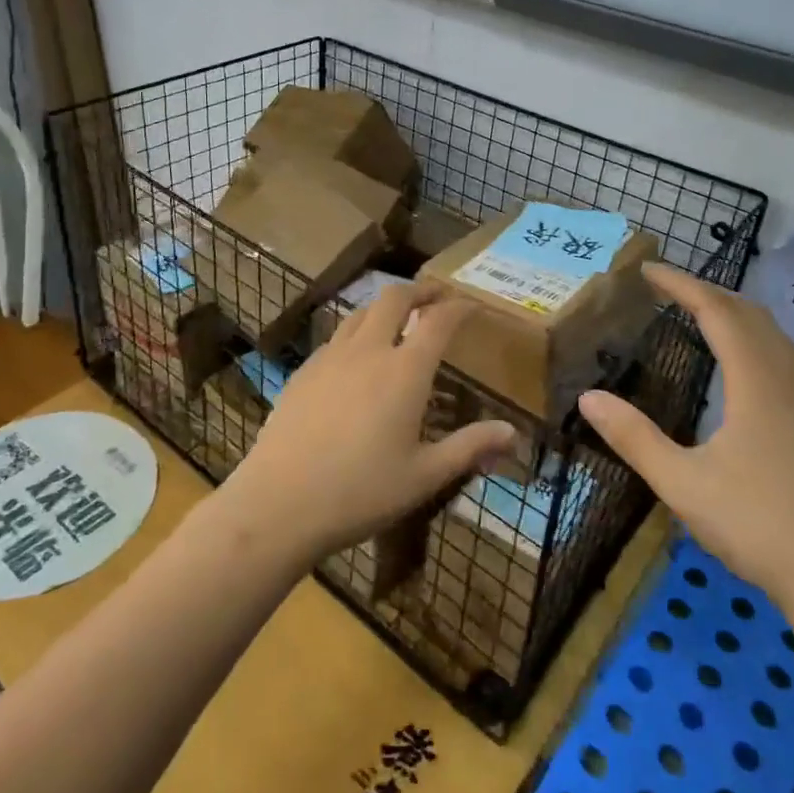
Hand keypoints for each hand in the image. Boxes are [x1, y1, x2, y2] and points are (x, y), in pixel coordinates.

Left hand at [214, 284, 518, 563]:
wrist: (280, 502)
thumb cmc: (361, 491)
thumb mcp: (425, 476)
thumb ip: (470, 448)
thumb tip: (513, 433)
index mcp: (405, 371)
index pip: (438, 321)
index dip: (458, 307)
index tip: (472, 305)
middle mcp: (369, 351)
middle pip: (395, 298)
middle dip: (420, 291)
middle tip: (435, 297)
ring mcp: (331, 357)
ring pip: (361, 312)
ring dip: (385, 306)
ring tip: (398, 318)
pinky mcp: (304, 371)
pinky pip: (337, 337)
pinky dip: (357, 331)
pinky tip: (356, 356)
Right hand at [579, 264, 793, 608]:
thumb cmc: (758, 526)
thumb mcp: (682, 483)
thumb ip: (634, 438)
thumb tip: (588, 398)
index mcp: (756, 383)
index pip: (717, 312)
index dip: (682, 285)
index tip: (647, 270)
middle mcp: (786, 381)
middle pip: (749, 314)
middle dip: (707, 291)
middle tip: (666, 289)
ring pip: (773, 335)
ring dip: (734, 313)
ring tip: (698, 314)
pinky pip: (783, 358)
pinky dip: (753, 338)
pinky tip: (740, 366)